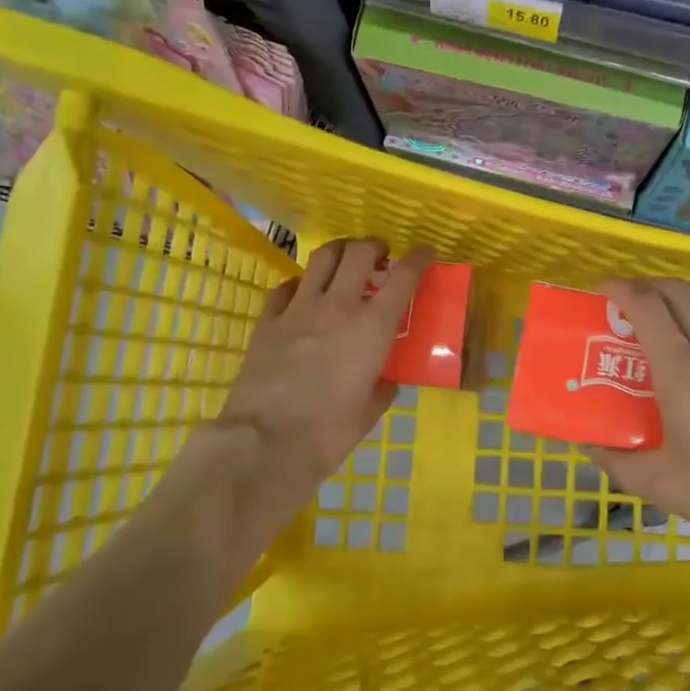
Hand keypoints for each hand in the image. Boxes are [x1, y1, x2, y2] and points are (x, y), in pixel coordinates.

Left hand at [219, 238, 433, 493]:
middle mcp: (338, 306)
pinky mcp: (267, 321)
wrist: (264, 444)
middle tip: (380, 257)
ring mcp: (299, 309)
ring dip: (340, 251)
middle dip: (375, 246)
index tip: (425, 252)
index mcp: (372, 327)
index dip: (418, 258)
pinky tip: (302, 295)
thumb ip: (381, 390)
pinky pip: (286, 287)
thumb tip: (385, 382)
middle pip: (360, 252)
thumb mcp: (368, 413)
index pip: (404, 276)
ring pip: (322, 257)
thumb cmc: (327, 433)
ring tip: (345, 261)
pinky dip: (300, 284)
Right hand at [591, 279, 689, 581]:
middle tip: (632, 305)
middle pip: (680, 293)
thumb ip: (622, 464)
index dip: (622, 289)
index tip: (604, 291)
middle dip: (649, 287)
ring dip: (688, 291)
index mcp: (682, 374)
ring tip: (674, 310)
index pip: (648, 307)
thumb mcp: (667, 488)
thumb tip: (592, 447)